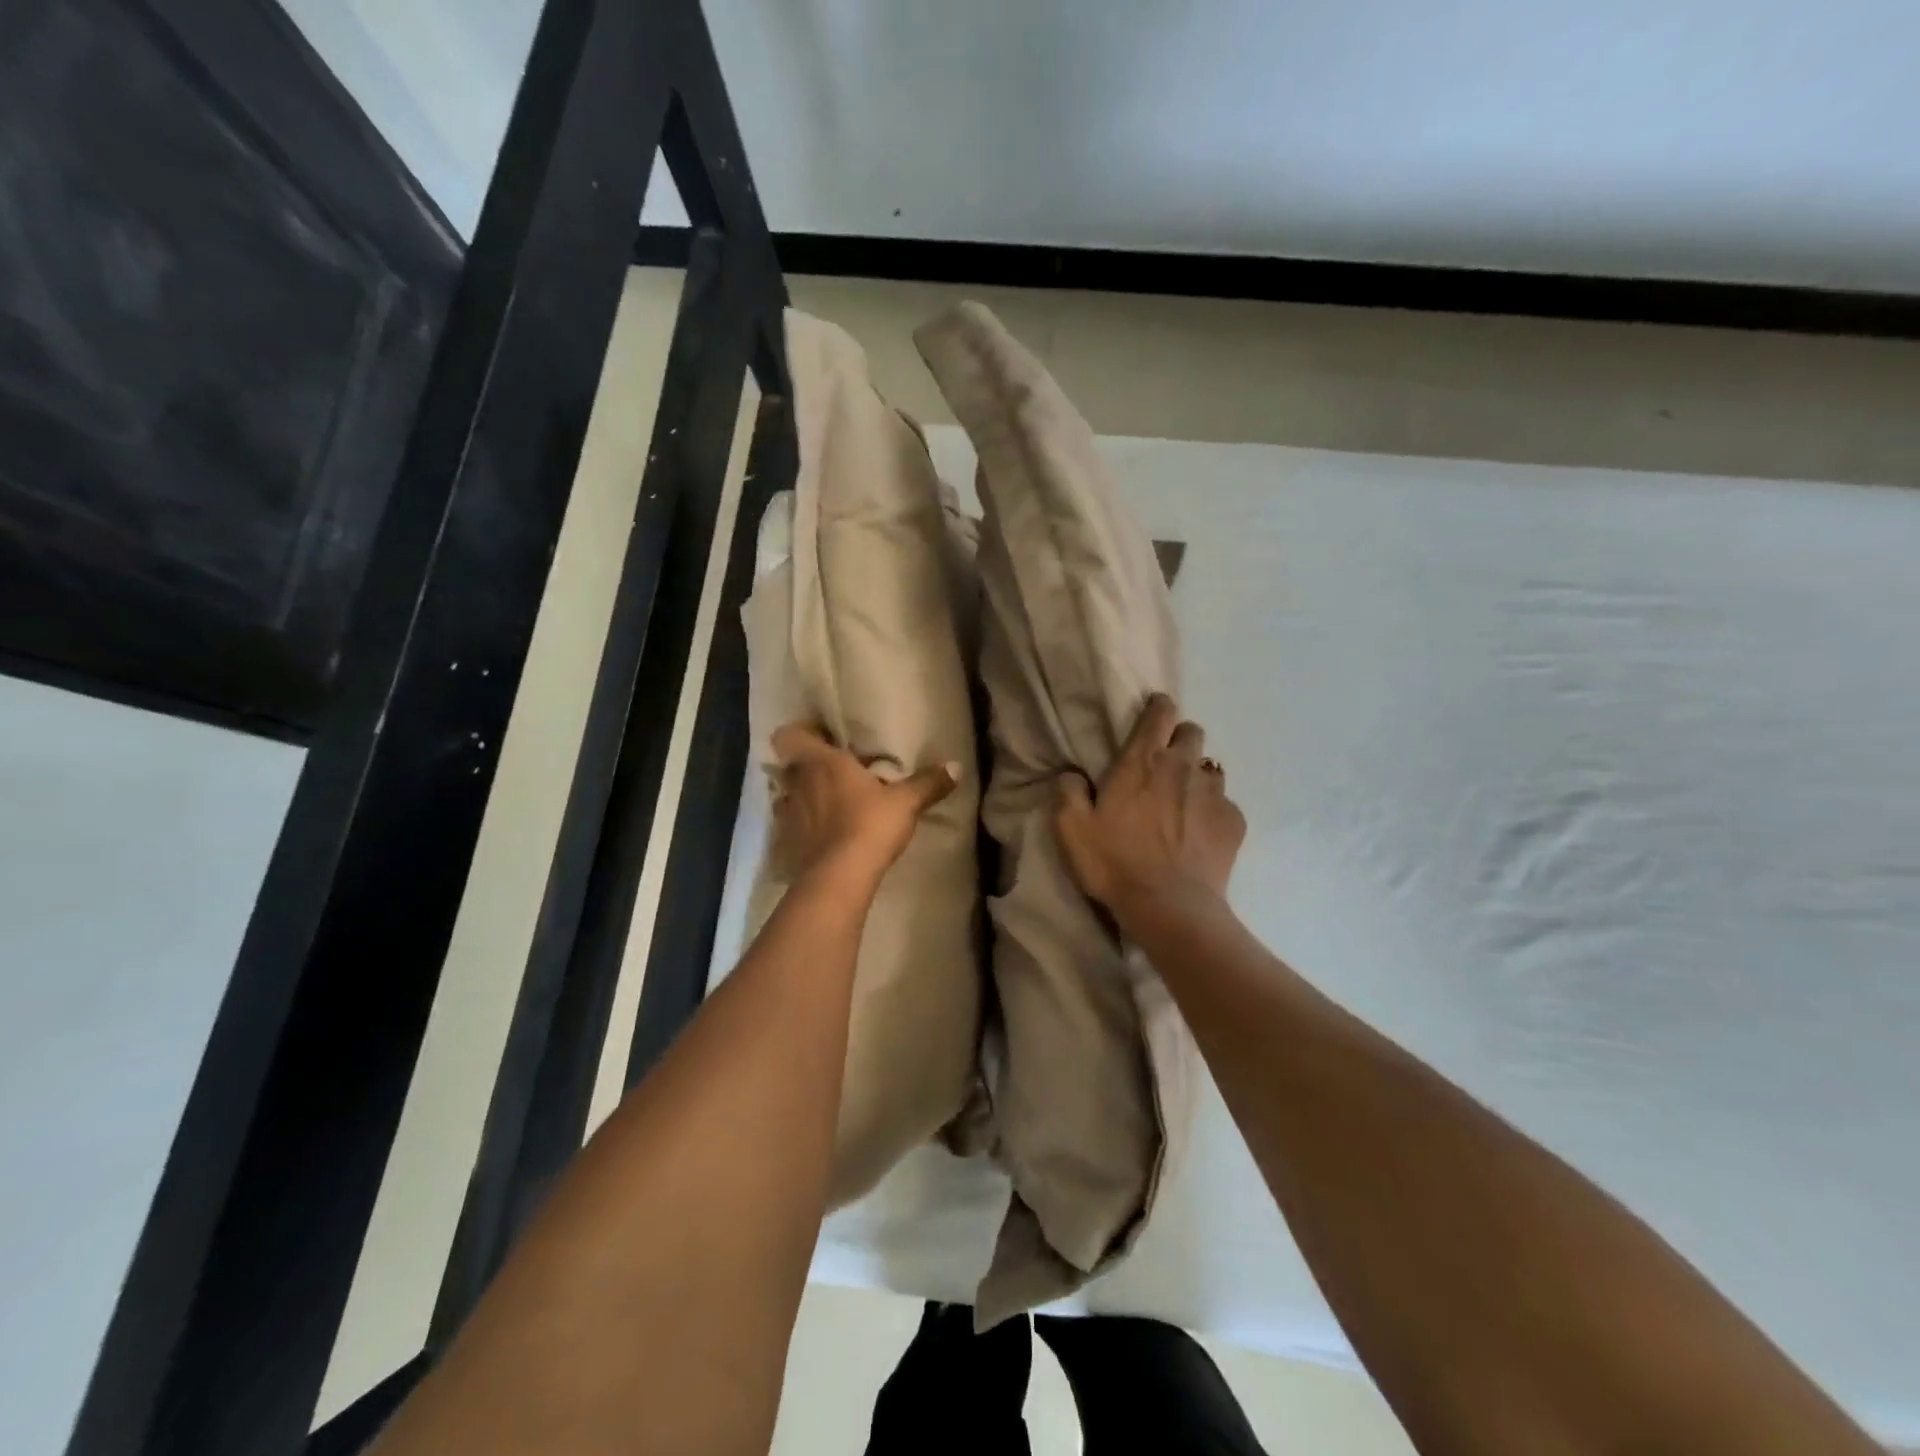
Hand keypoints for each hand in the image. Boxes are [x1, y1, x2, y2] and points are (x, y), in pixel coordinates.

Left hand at [770, 723, 957, 890]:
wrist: (839, 877)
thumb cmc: (870, 825)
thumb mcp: (906, 802)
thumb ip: (928, 783)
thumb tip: (956, 766)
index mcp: (822, 762)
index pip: (789, 736)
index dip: (801, 734)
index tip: (823, 739)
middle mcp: (798, 783)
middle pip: (791, 765)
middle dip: (809, 768)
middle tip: (835, 773)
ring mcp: (787, 815)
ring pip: (788, 796)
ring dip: (804, 798)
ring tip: (828, 806)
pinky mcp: (786, 844)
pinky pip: (789, 828)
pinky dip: (802, 829)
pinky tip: (821, 838)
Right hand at [1055, 693, 1245, 915]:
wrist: (1170, 907)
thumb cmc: (1115, 862)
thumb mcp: (1072, 829)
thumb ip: (1068, 793)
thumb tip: (1072, 775)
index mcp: (1142, 762)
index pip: (1159, 714)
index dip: (1158, 706)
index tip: (1155, 710)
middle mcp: (1182, 767)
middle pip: (1192, 733)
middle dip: (1180, 738)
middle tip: (1165, 762)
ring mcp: (1213, 794)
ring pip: (1211, 768)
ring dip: (1197, 776)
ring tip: (1184, 801)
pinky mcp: (1234, 822)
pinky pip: (1225, 804)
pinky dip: (1213, 811)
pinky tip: (1200, 834)